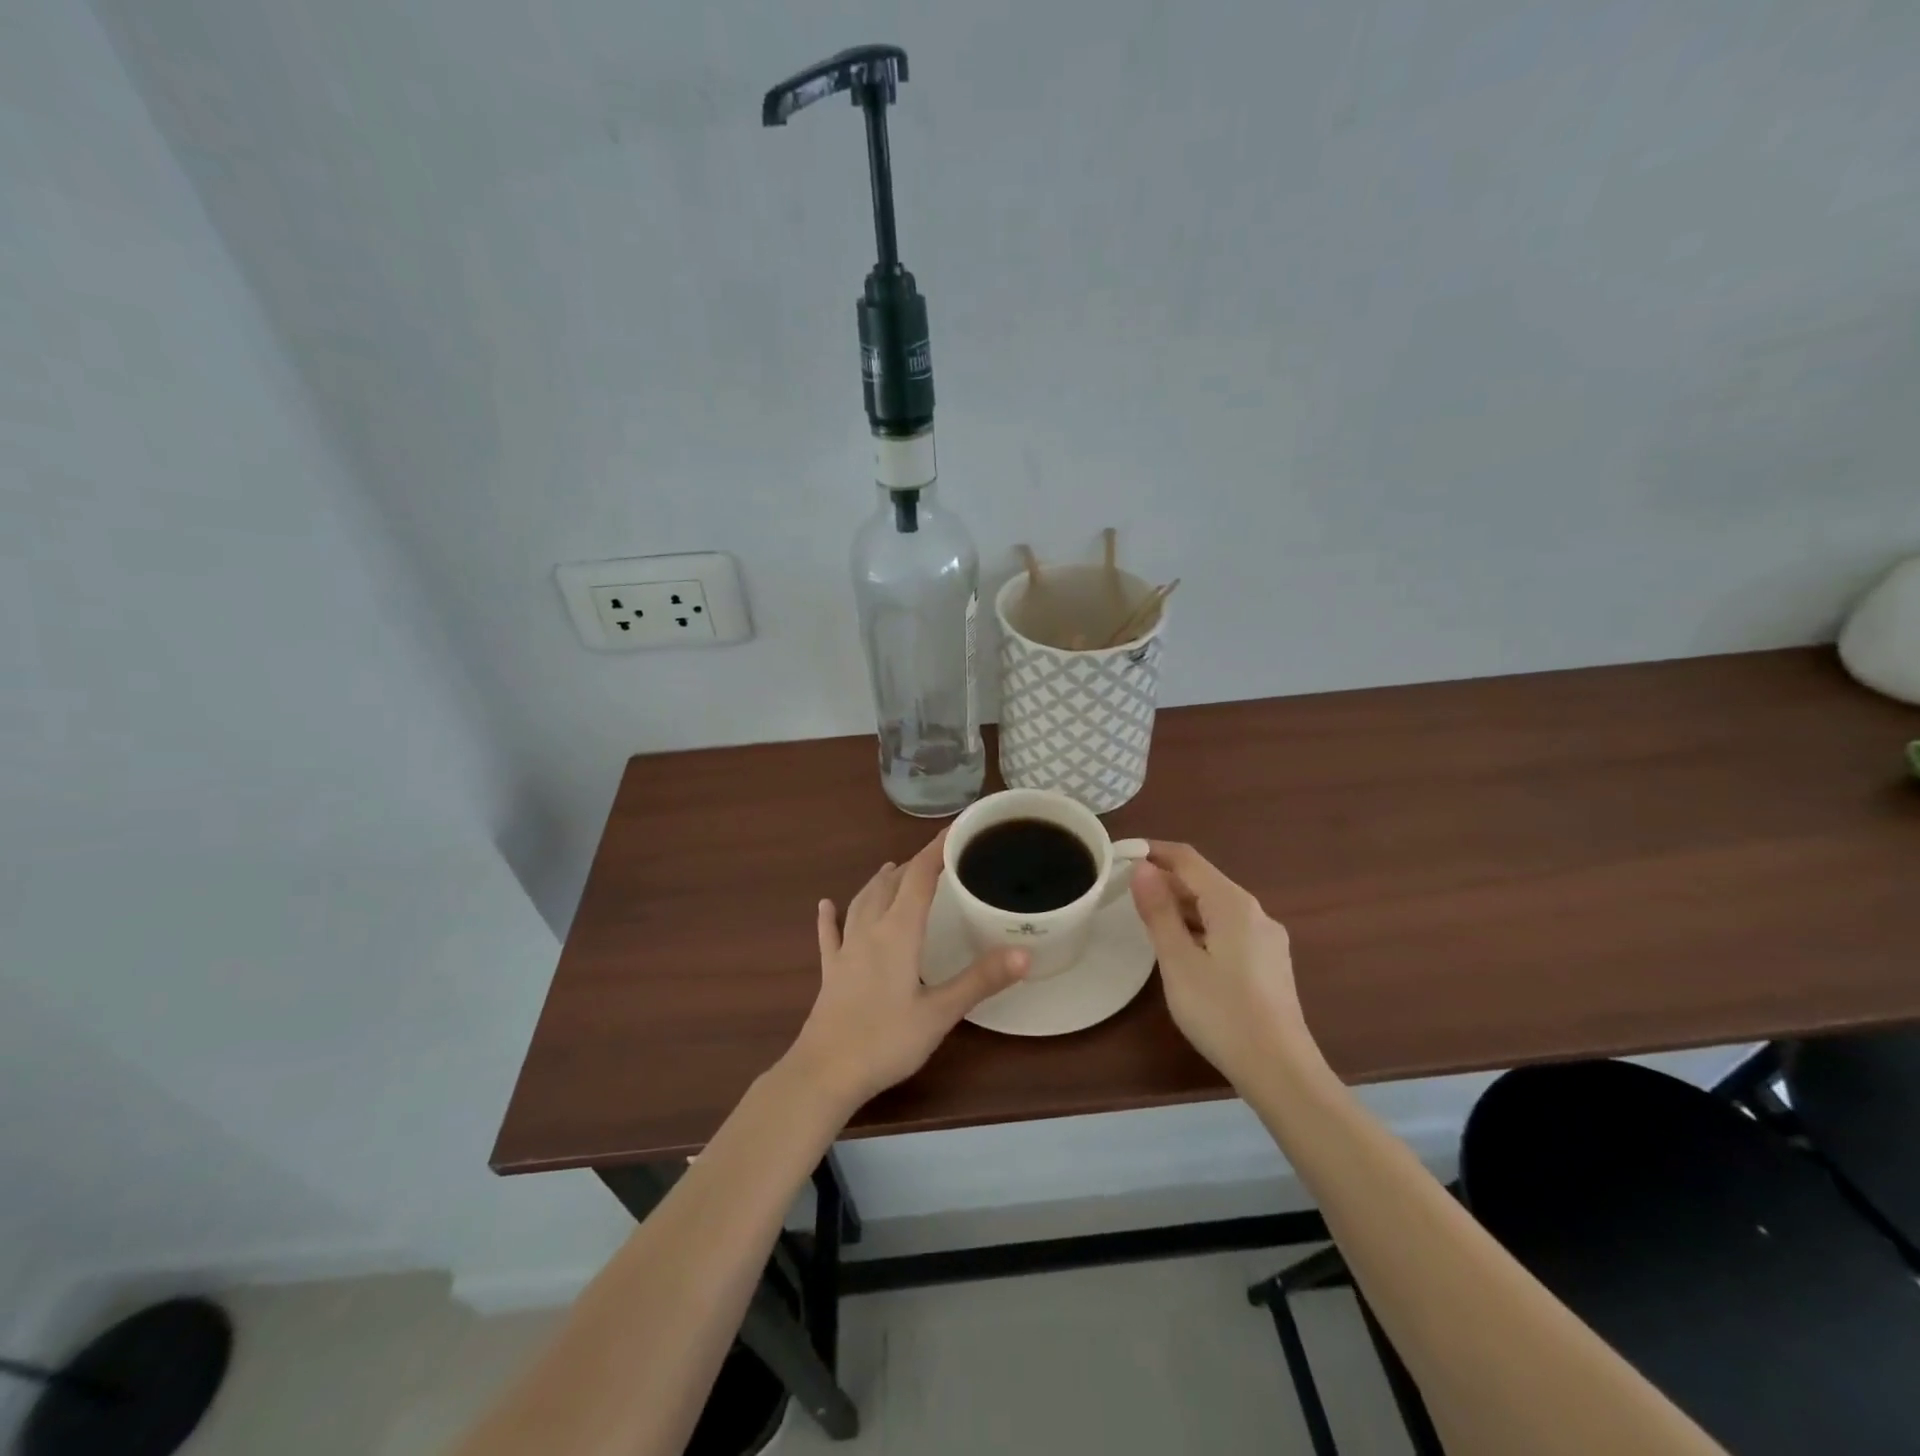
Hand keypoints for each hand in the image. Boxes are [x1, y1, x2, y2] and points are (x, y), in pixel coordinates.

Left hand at [784, 830, 1029, 1114]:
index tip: (957, 830)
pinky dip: (831, 916)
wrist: (824, 1074)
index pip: (919, 877)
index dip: (937, 850)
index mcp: (898, 932)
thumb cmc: (885, 1041)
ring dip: (880, 882)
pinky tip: (825, 905)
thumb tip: (1024, 952)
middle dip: (913, 865)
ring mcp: (845, 951)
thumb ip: (980, 980)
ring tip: (892, 869)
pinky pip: (830, 934)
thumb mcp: (940, 1013)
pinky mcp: (830, 972)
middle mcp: (869, 931)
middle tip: (936, 857)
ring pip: (862, 902)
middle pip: (891, 885)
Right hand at [1130, 841, 1312, 1087]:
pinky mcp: (1270, 963)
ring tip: (1148, 919)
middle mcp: (1255, 912)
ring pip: (1217, 907)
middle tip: (1126, 890)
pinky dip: (1201, 926)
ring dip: (1182, 905)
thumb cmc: (1222, 1013)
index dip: (1153, 851)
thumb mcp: (1178, 962)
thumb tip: (1142, 867)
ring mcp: (1267, 938)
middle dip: (1166, 880)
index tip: (1120, 854)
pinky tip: (1184, 949)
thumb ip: (1159, 911)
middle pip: (1204, 881)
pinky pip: (1228, 928)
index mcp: (1232, 903)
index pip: (1187, 859)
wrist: (1281, 1071)